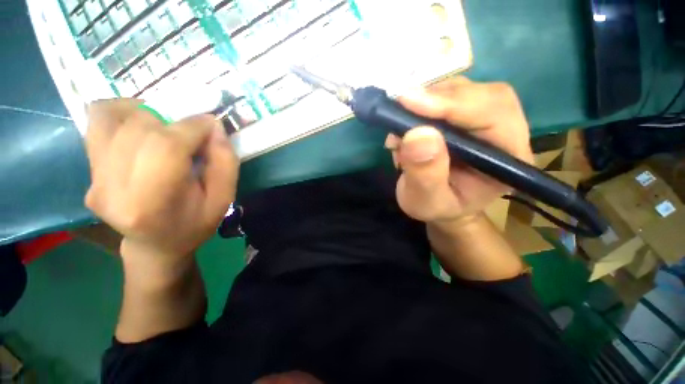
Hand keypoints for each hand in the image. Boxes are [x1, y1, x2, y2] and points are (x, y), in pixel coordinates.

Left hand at [84, 99, 238, 263]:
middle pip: (139, 128)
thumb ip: (225, 163)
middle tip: (192, 131)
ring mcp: (94, 179)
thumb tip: (214, 126)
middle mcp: (113, 188)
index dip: (192, 126)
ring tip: (166, 126)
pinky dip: (122, 114)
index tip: (211, 123)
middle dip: (173, 120)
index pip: (166, 146)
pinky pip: (97, 124)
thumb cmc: (194, 225)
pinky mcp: (88, 172)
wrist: (154, 245)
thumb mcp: (224, 199)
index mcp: (152, 202)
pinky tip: (142, 126)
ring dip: (146, 113)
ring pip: (111, 118)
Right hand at [385, 77, 533, 226]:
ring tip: (401, 131)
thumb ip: (425, 174)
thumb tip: (417, 134)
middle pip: (481, 94)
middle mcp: (505, 132)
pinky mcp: (466, 116)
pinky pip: (446, 96)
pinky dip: (420, 106)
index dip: (452, 104)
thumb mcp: (425, 201)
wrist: (439, 205)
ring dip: (425, 103)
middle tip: (401, 111)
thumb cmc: (436, 208)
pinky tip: (406, 128)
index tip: (410, 102)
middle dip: (437, 100)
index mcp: (508, 159)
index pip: (494, 115)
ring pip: (462, 90)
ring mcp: (485, 121)